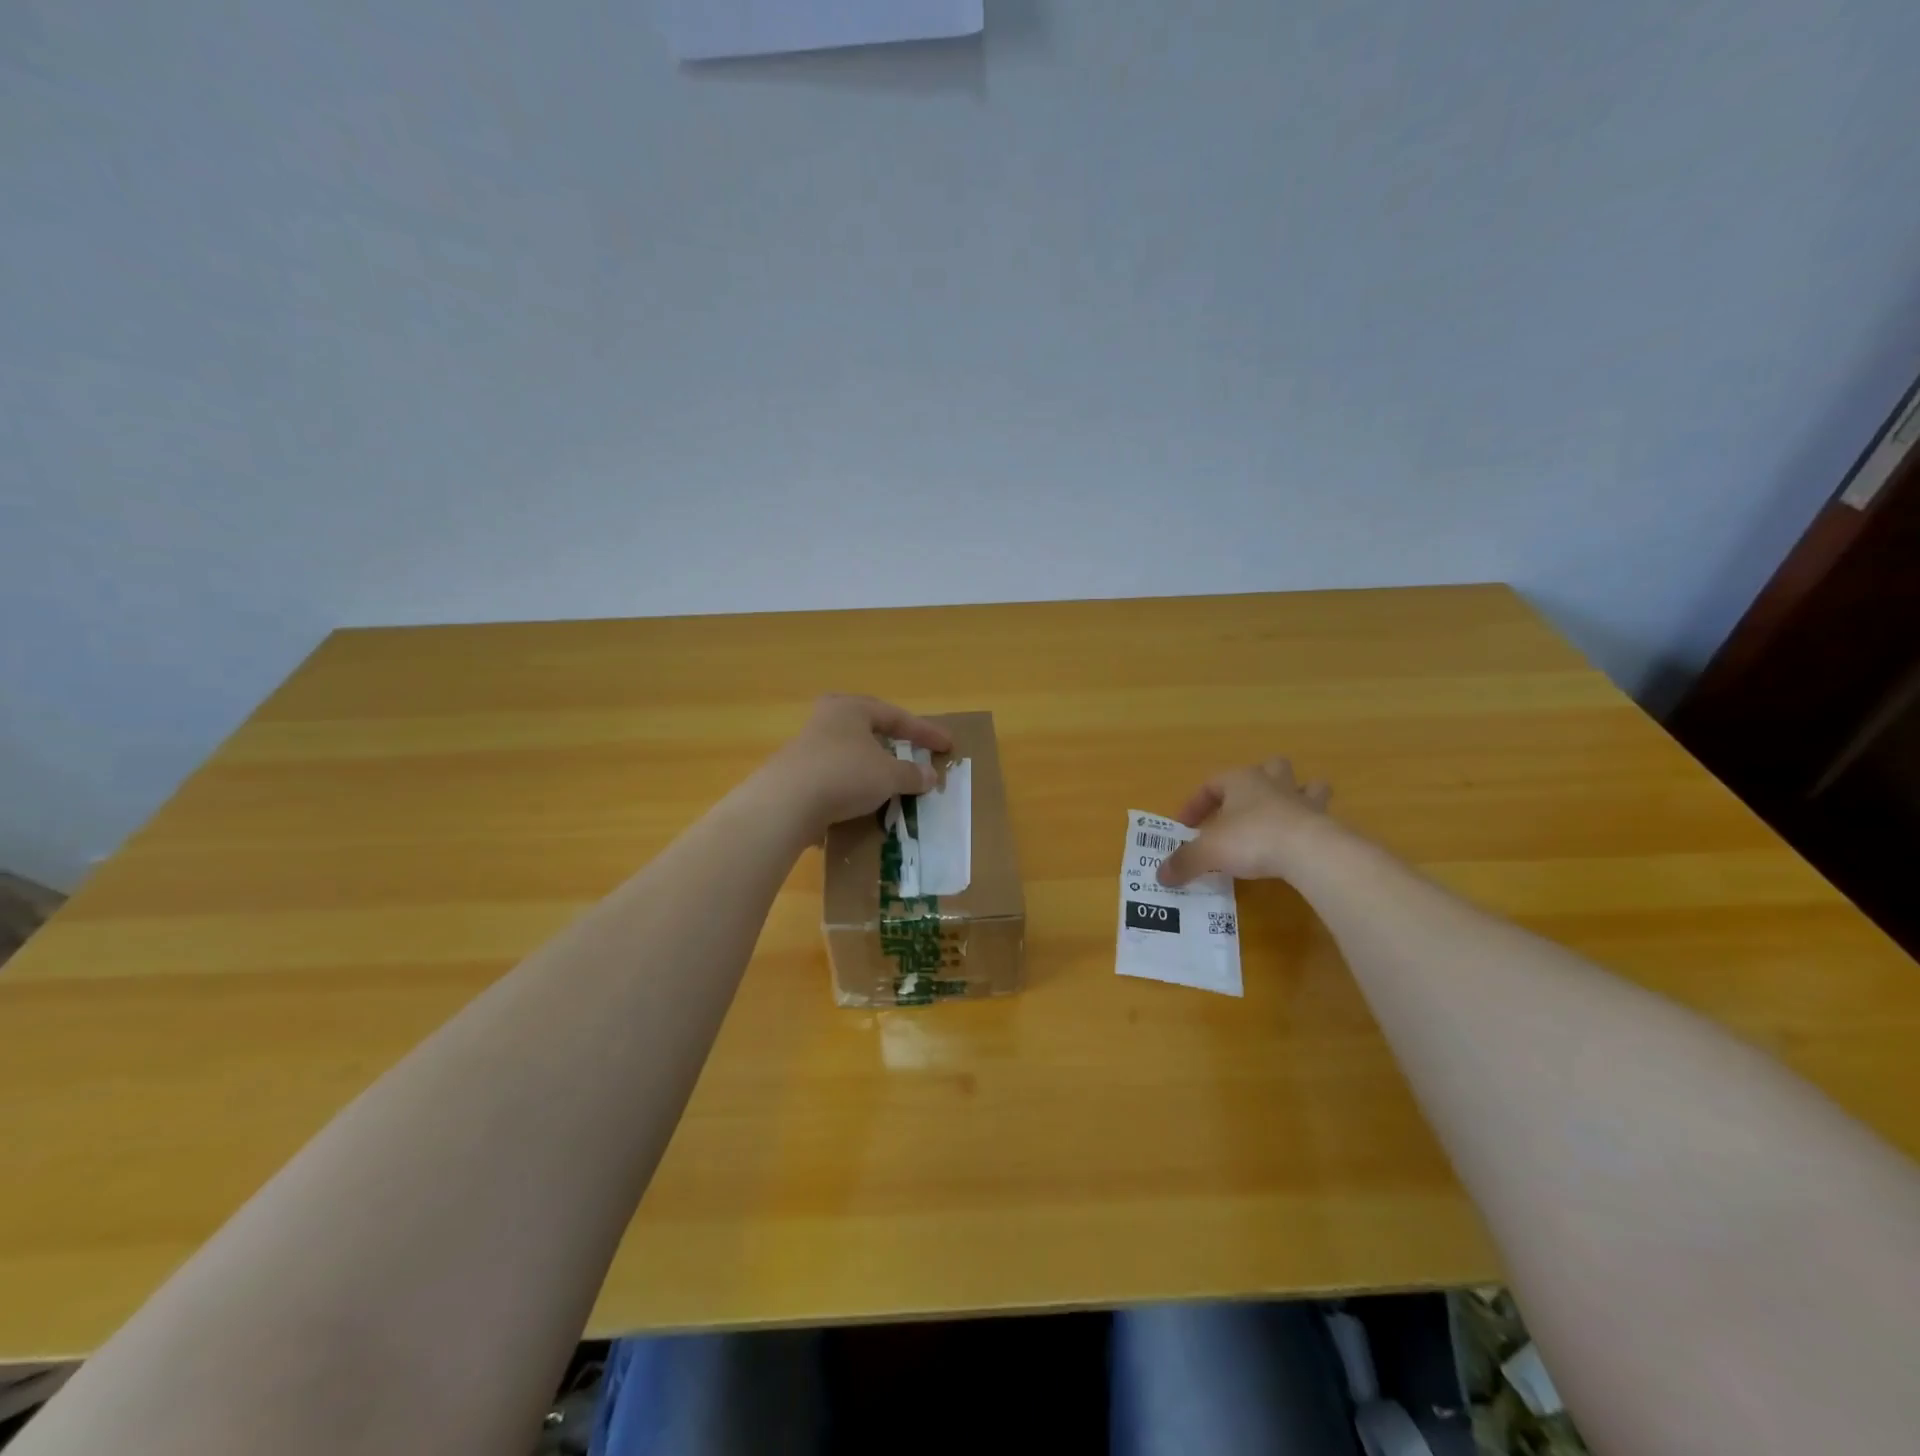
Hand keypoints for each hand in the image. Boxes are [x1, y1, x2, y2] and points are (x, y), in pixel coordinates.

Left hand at [759, 695, 953, 836]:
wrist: (786, 803)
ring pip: (850, 752)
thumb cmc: (845, 774)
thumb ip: (912, 774)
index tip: (948, 746)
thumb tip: (931, 776)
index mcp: (851, 708)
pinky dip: (853, 784)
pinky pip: (835, 775)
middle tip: (910, 750)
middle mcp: (827, 719)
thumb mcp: (888, 775)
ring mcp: (808, 746)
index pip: (897, 717)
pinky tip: (861, 801)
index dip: (925, 733)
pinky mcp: (796, 773)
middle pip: (868, 728)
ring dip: (872, 765)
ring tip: (889, 780)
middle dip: (891, 741)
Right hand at [1157, 758, 1333, 885]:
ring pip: (1306, 785)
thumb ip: (1184, 862)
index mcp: (1241, 781)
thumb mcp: (1208, 852)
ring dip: (1297, 794)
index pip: (1211, 784)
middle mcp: (1273, 783)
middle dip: (1259, 781)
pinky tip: (1302, 843)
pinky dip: (1312, 826)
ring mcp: (1304, 801)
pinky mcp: (1325, 823)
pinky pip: (1320, 817)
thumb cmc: (1252, 839)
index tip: (1186, 828)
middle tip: (1244, 805)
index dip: (1195, 804)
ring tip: (1285, 813)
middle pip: (1270, 767)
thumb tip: (1161, 876)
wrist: (1309, 852)